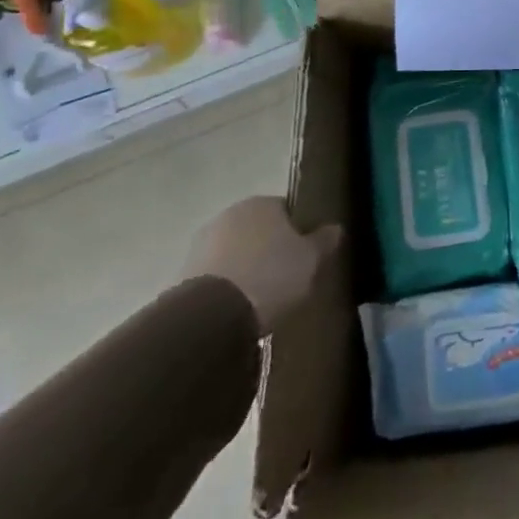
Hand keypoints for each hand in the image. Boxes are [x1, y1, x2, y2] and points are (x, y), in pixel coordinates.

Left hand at [184, 196, 341, 333]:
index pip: (286, 209)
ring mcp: (201, 243)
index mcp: (261, 203)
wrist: (211, 315)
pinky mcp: (183, 273)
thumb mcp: (312, 259)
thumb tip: (334, 228)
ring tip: (261, 296)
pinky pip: (216, 275)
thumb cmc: (271, 275)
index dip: (298, 231)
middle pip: (258, 230)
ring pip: (234, 252)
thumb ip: (325, 240)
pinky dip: (227, 286)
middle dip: (269, 248)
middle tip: (286, 275)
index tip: (306, 253)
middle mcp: (229, 214)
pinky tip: (238, 306)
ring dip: (245, 267)